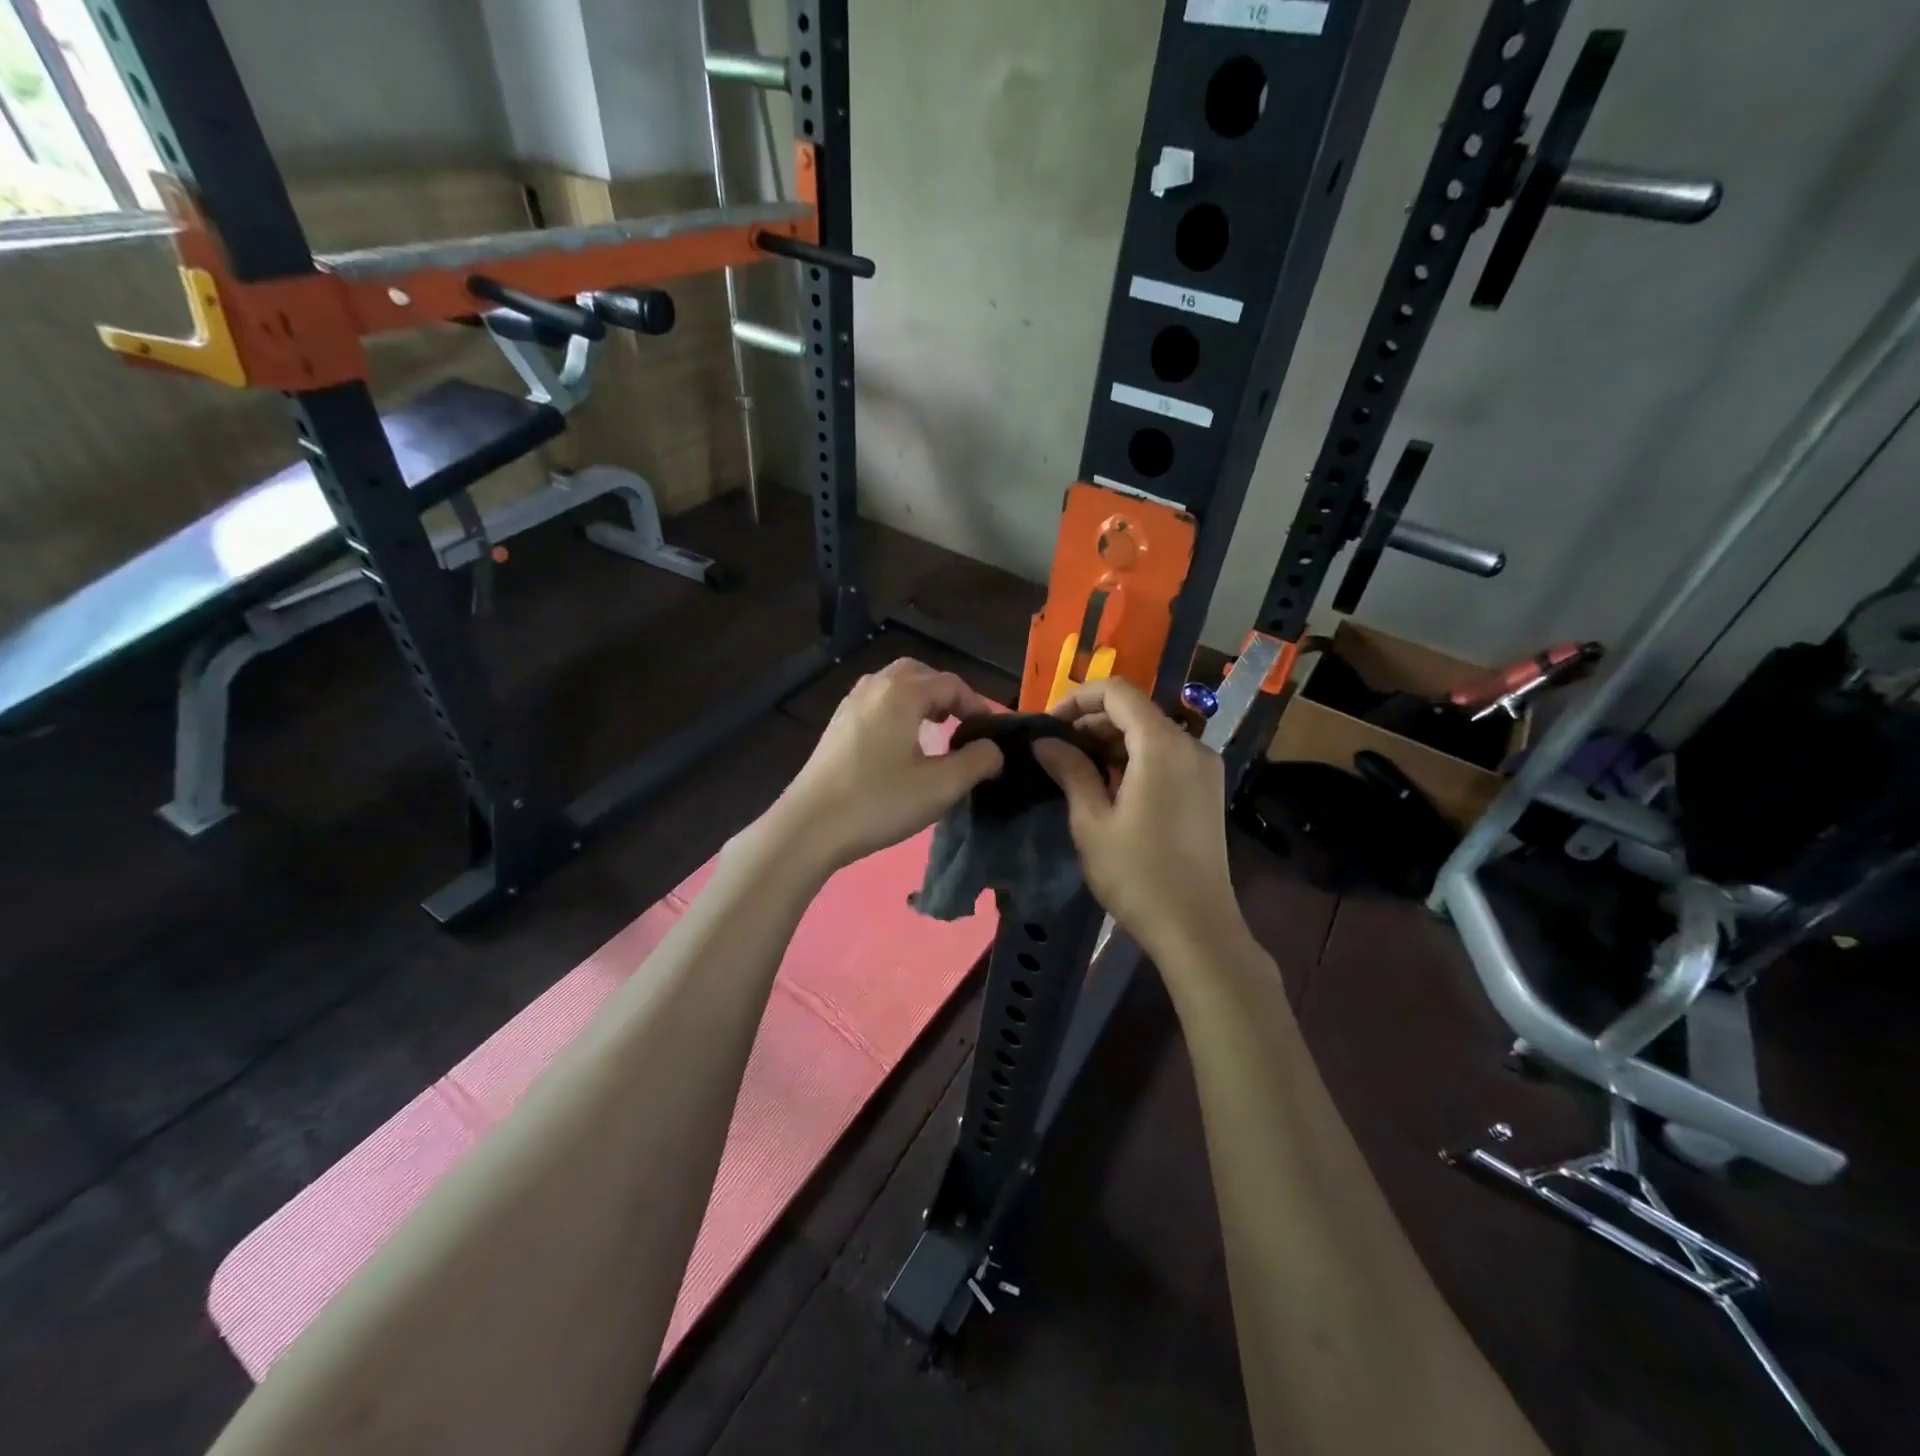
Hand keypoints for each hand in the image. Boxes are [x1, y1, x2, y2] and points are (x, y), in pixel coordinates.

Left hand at [769, 658, 1004, 873]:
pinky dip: (897, 711)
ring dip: (919, 699)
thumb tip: (993, 749)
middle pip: (918, 673)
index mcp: (901, 693)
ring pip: (893, 686)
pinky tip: (901, 745)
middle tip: (962, 723)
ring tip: (935, 730)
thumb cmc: (879, 802)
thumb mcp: (941, 786)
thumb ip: (977, 761)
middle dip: (945, 693)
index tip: (991, 733)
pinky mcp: (836, 727)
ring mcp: (849, 705)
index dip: (977, 705)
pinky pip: (875, 703)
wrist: (809, 827)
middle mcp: (874, 687)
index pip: (950, 684)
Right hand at [1033, 677, 1245, 964]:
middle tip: (1056, 750)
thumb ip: (1070, 771)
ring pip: (1151, 733)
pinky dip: (1135, 758)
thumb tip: (1045, 741)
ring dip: (1112, 741)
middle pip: (1136, 710)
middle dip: (1092, 722)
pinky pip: (1166, 755)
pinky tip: (1109, 785)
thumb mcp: (1091, 822)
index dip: (1078, 699)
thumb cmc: (1137, 874)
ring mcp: (1204, 767)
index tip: (1048, 725)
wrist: (1196, 928)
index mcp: (1162, 745)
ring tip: (1076, 769)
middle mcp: (1190, 745)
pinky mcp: (1207, 789)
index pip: (1117, 692)